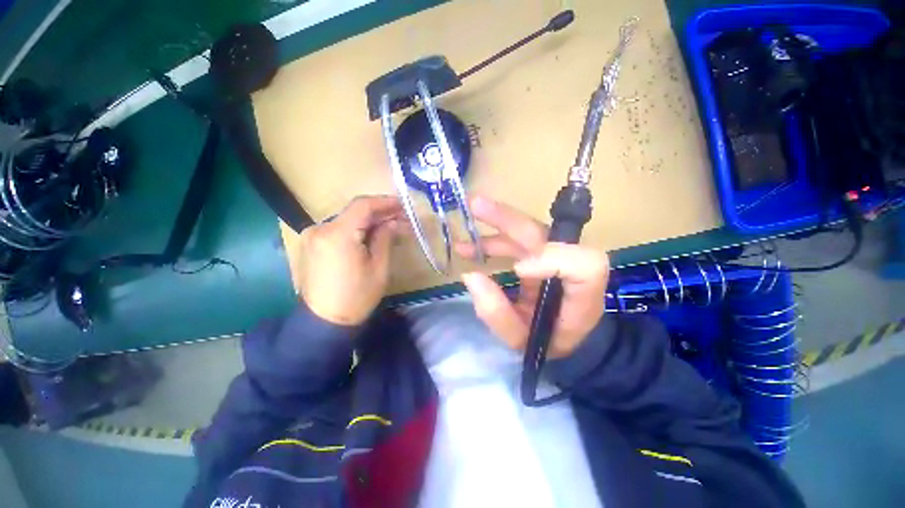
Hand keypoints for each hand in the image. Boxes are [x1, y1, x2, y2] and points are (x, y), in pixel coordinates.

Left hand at [299, 196, 402, 325]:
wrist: (324, 322)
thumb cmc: (357, 297)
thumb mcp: (379, 268)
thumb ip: (385, 238)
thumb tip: (394, 222)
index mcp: (338, 234)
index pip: (363, 206)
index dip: (385, 202)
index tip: (403, 205)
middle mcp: (320, 229)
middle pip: (354, 212)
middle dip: (380, 213)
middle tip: (401, 218)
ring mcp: (312, 236)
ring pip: (347, 220)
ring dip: (369, 222)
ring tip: (390, 227)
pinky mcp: (311, 244)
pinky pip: (338, 229)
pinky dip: (356, 229)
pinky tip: (370, 236)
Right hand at [455, 196, 609, 357]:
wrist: (564, 339)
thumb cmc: (548, 343)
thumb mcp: (522, 341)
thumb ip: (496, 313)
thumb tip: (470, 275)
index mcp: (583, 294)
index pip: (583, 265)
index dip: (551, 259)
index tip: (517, 269)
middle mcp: (572, 267)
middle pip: (546, 234)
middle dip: (508, 220)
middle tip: (476, 206)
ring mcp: (555, 257)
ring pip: (527, 232)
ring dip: (495, 229)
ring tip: (465, 235)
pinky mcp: (542, 255)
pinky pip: (518, 241)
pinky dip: (493, 241)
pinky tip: (471, 246)